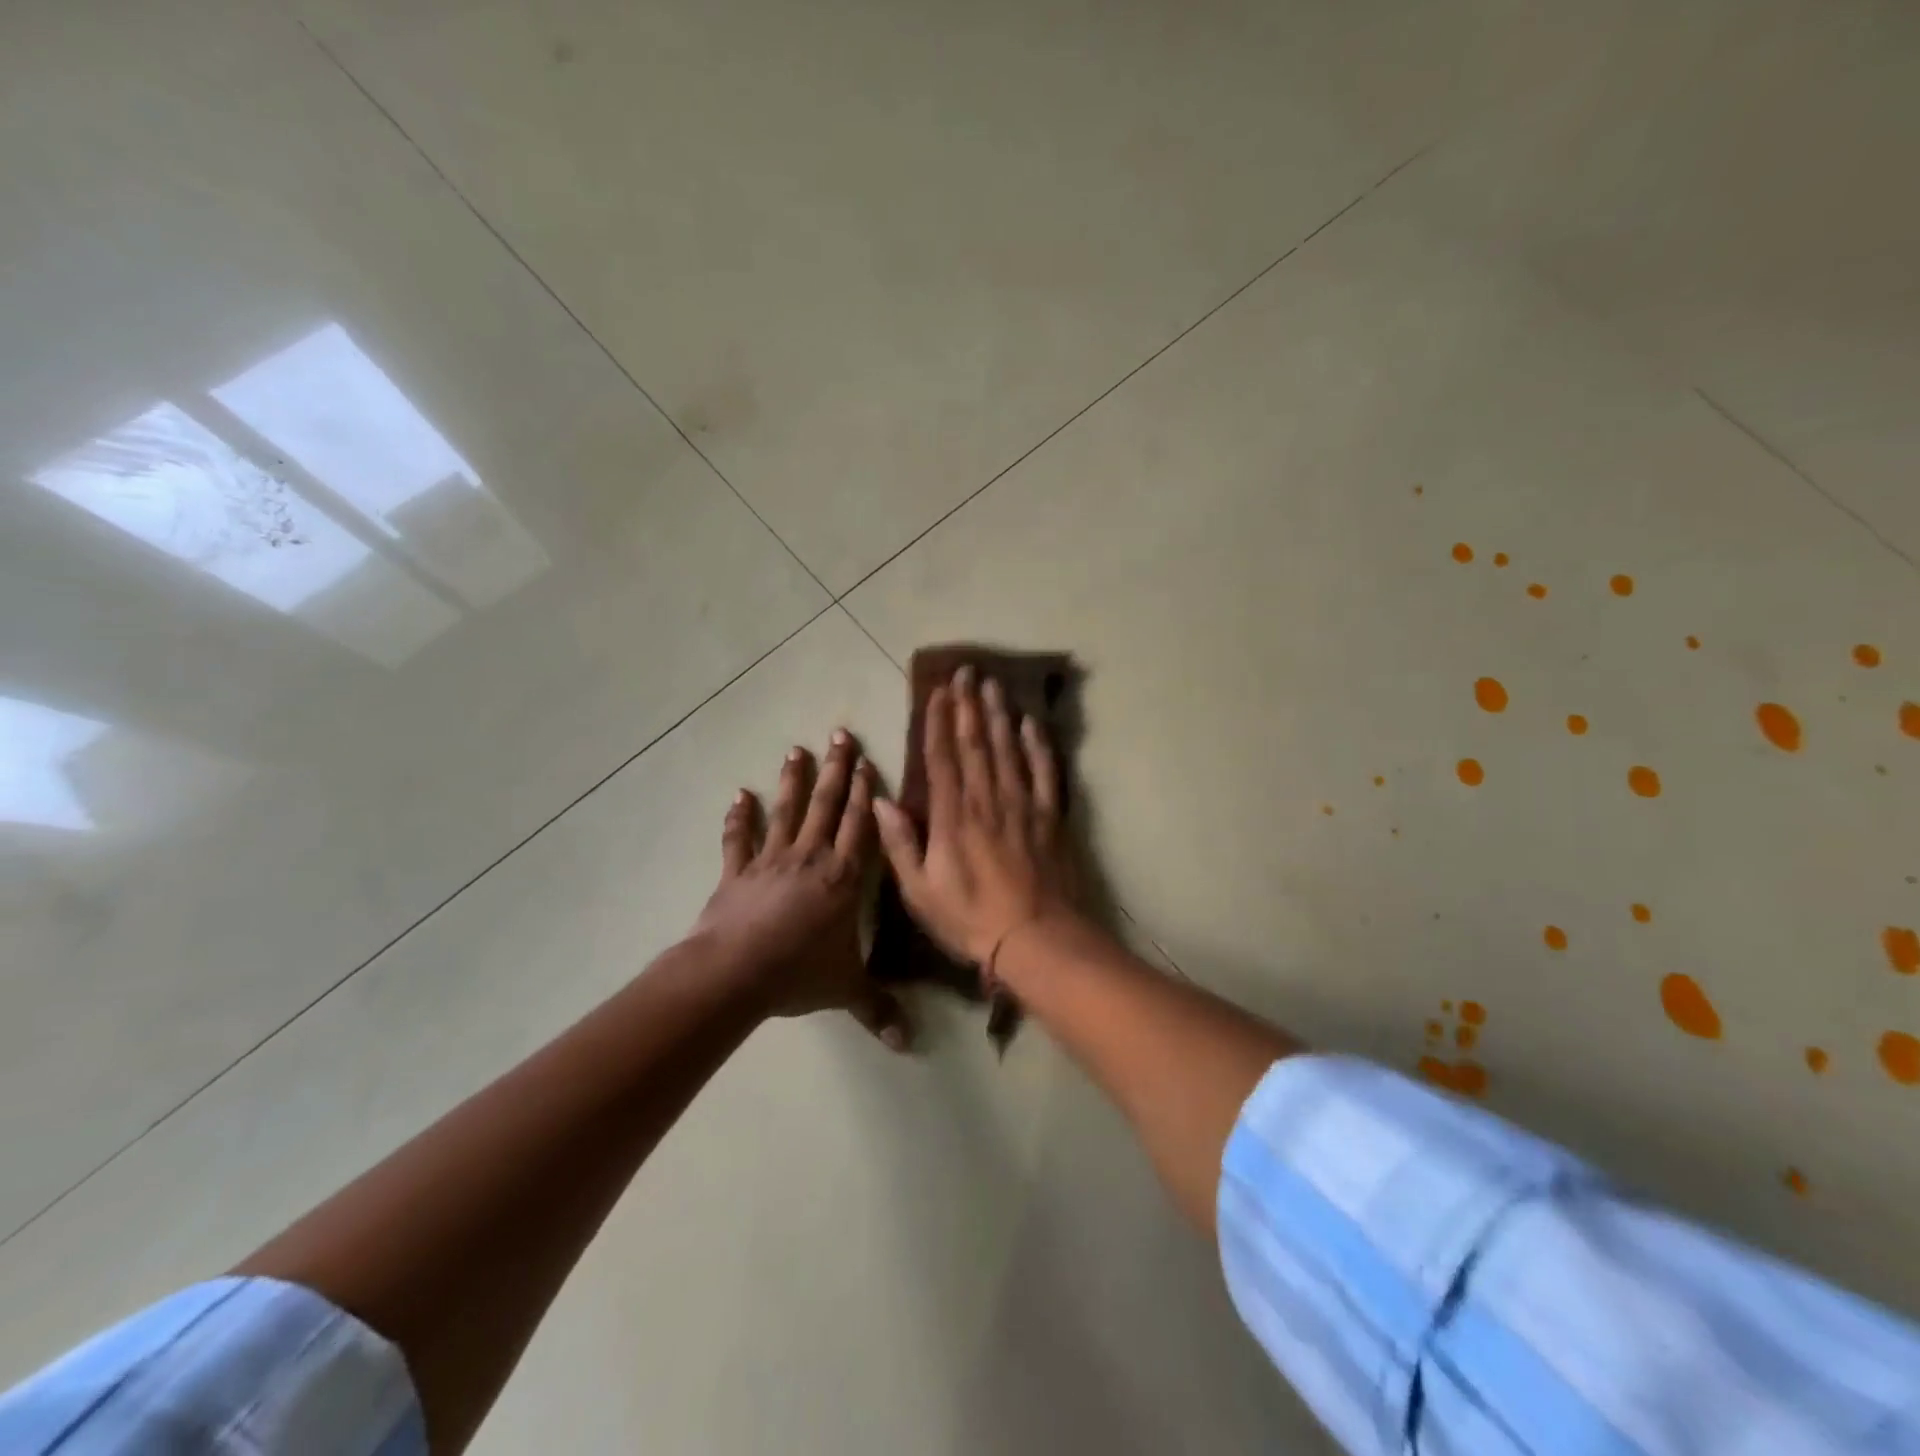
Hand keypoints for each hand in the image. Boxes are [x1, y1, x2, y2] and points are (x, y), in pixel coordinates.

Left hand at [692, 730, 910, 1050]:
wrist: (736, 973)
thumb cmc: (799, 973)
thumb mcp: (846, 990)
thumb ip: (878, 1009)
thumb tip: (909, 1043)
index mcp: (844, 877)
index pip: (861, 827)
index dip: (867, 794)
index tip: (869, 762)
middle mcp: (811, 858)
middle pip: (828, 806)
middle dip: (837, 770)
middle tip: (840, 734)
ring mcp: (771, 862)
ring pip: (787, 812)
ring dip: (793, 782)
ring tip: (796, 750)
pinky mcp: (737, 873)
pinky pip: (738, 841)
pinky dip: (738, 819)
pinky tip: (739, 796)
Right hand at [874, 668, 1078, 976]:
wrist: (1034, 939)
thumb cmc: (969, 919)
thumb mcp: (919, 891)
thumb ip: (900, 843)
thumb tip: (880, 801)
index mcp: (952, 815)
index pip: (942, 756)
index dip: (937, 721)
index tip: (936, 692)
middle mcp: (986, 798)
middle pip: (976, 741)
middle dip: (968, 704)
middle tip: (966, 671)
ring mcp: (1022, 804)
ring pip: (1008, 748)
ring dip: (999, 713)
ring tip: (993, 684)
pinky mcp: (1050, 816)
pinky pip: (1045, 771)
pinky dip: (1038, 745)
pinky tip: (1031, 724)